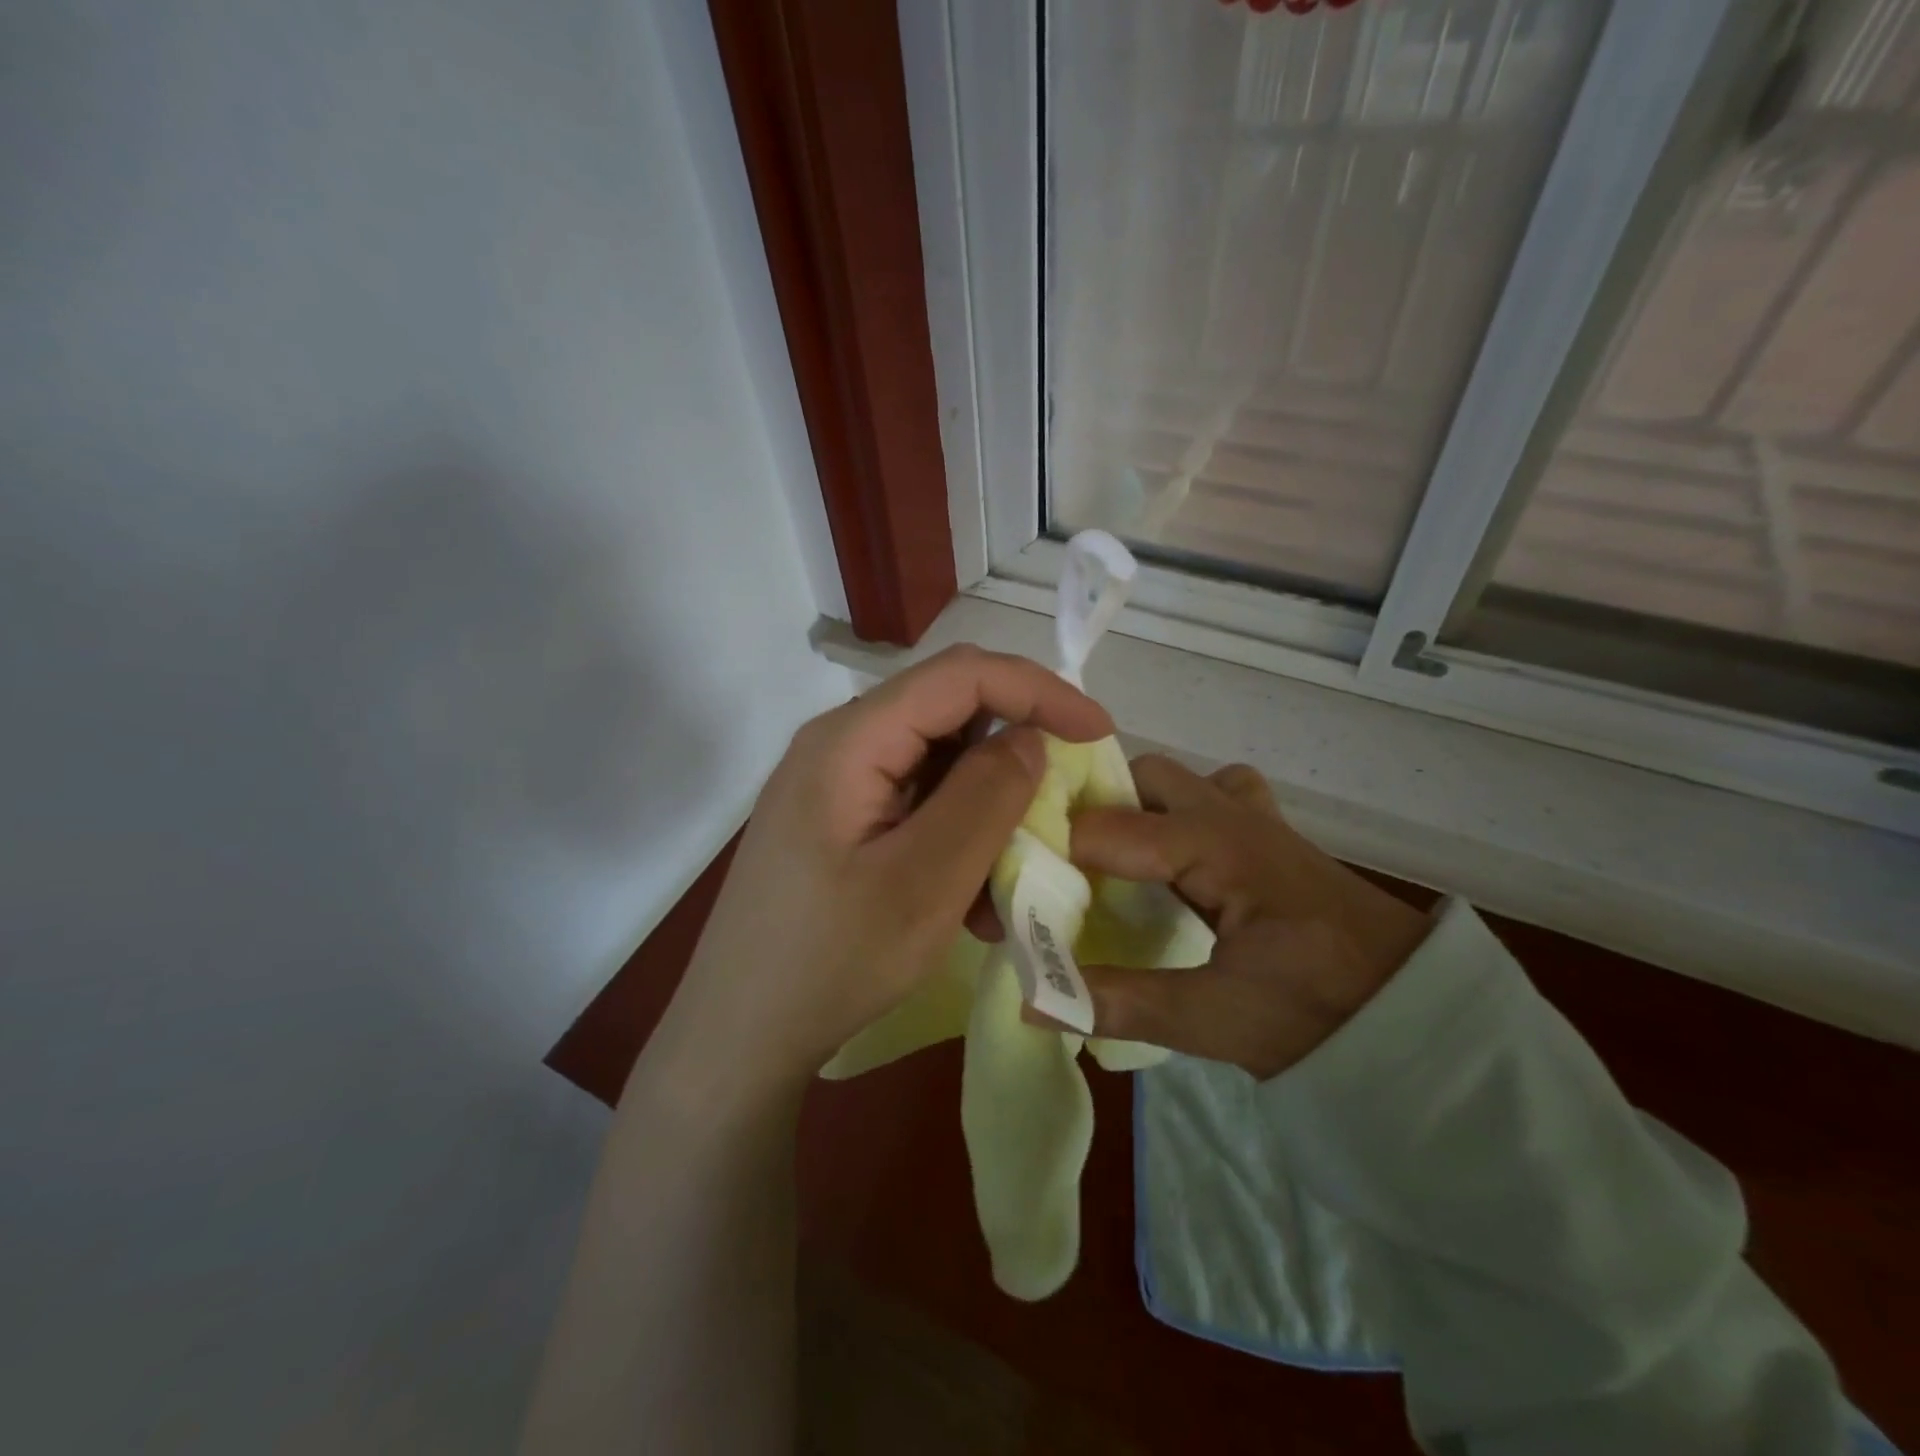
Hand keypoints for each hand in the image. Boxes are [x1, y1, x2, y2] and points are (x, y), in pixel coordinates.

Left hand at [653, 646, 1111, 1103]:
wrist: (740, 1034)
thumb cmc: (830, 961)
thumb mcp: (924, 883)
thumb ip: (984, 798)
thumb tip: (1029, 737)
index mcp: (849, 740)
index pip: (959, 676)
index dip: (1037, 690)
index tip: (1098, 731)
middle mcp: (839, 745)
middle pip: (947, 713)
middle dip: (1016, 746)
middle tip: (1064, 795)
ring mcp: (836, 785)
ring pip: (938, 764)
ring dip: (988, 806)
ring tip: (1016, 871)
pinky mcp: (840, 822)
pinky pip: (916, 805)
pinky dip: (958, 837)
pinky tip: (973, 899)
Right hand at [1061, 754, 1431, 1080]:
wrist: (1420, 1016)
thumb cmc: (1322, 1012)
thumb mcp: (1217, 1018)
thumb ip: (1121, 1003)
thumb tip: (1030, 1000)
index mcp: (1216, 846)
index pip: (1108, 829)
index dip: (1054, 853)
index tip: (1015, 883)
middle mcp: (1230, 814)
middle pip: (1141, 780)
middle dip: (1095, 810)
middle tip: (1062, 870)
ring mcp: (1254, 818)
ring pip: (1175, 783)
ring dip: (1135, 808)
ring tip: (1104, 864)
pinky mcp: (1268, 836)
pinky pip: (1213, 797)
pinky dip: (1179, 814)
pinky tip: (1171, 862)